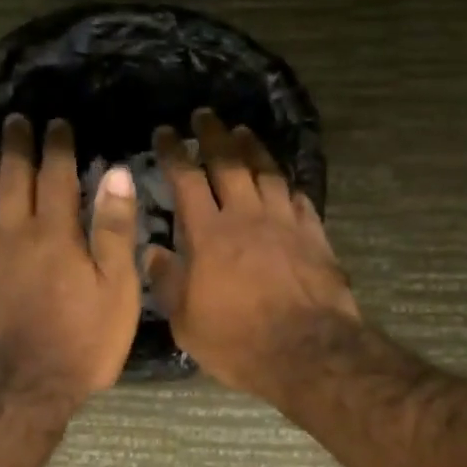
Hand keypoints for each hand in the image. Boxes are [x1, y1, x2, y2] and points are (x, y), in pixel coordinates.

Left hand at [0, 114, 141, 402]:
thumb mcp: (116, 290)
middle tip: (14, 122)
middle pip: (12, 181)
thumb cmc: (82, 342)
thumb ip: (115, 231)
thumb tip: (114, 173)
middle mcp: (13, 235)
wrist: (23, 388)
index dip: (57, 147)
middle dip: (15, 147)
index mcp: (55, 234)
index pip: (56, 176)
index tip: (57, 124)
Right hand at [145, 110, 359, 397]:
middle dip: (213, 135)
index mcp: (208, 233)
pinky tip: (282, 180)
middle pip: (229, 162)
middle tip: (204, 115)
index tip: (165, 133)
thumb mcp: (186, 321)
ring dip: (252, 148)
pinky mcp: (314, 234)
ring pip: (267, 172)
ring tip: (242, 132)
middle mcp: (246, 215)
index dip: (174, 152)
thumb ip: (167, 282)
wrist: (306, 351)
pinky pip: (298, 197)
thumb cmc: (236, 341)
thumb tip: (152, 251)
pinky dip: (286, 184)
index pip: (187, 179)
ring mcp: (284, 222)